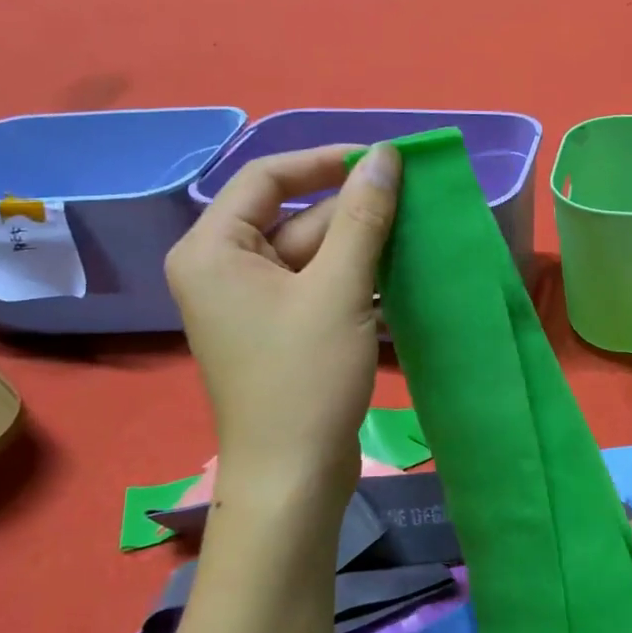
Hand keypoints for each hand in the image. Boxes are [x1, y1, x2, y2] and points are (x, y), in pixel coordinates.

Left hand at [164, 143, 400, 508]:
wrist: (294, 476)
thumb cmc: (305, 378)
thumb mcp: (338, 289)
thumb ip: (363, 217)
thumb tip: (386, 156)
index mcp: (214, 248)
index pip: (267, 177)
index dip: (325, 162)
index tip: (382, 160)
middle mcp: (225, 268)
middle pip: (295, 217)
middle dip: (354, 212)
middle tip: (415, 203)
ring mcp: (254, 302)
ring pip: (314, 253)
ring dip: (362, 246)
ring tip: (417, 235)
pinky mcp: (281, 329)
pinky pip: (319, 285)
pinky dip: (356, 278)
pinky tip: (401, 275)